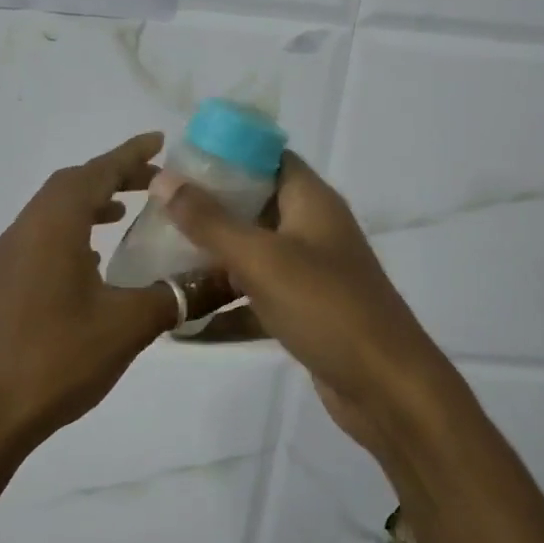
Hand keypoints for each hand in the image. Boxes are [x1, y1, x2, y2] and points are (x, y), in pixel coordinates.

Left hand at [0, 133, 235, 448]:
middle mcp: (25, 230)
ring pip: (53, 211)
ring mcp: (9, 257)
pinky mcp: (4, 283)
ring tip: (127, 212)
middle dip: (112, 175)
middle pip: (71, 185)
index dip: (129, 155)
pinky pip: (42, 236)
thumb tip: (227, 276)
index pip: (95, 174)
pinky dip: (73, 230)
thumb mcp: (129, 325)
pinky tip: (95, 259)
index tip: (160, 141)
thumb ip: (179, 295)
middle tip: (153, 181)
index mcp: (53, 227)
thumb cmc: (59, 359)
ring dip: (90, 202)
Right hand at [148, 153, 453, 454]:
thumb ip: (210, 221)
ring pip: (252, 256)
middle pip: (254, 207)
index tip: (179, 164)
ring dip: (210, 262)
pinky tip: (182, 326)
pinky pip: (256, 300)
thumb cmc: (326, 308)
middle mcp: (312, 230)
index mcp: (311, 202)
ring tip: (158, 262)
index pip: (268, 158)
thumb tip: (163, 179)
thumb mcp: (261, 259)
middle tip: (156, 215)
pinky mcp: (304, 313)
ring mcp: (309, 274)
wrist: (387, 388)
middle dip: (207, 211)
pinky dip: (225, 309)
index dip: (225, 155)